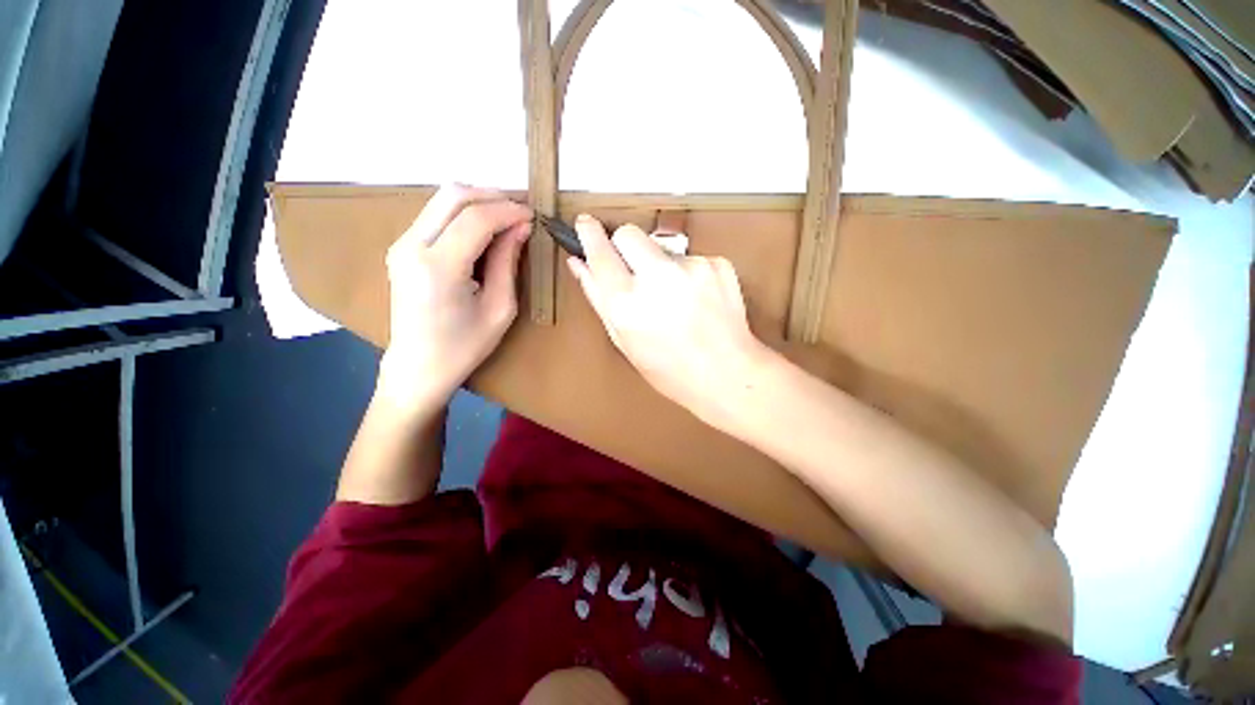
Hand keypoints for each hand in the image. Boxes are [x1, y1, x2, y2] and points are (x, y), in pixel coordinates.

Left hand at [377, 185, 531, 415]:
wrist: (419, 366)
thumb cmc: (465, 346)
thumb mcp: (500, 308)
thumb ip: (508, 262)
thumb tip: (521, 226)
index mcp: (439, 268)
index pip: (476, 219)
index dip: (509, 210)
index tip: (533, 215)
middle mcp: (412, 246)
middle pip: (453, 195)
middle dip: (493, 196)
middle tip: (522, 211)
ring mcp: (401, 244)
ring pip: (442, 199)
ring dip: (479, 202)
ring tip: (507, 218)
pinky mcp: (402, 247)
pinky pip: (436, 214)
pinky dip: (464, 214)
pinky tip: (485, 230)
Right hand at [567, 214, 772, 426]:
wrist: (727, 374)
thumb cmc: (670, 369)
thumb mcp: (624, 340)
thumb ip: (598, 298)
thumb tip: (579, 264)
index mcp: (626, 303)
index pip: (599, 251)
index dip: (589, 235)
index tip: (585, 224)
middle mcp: (656, 278)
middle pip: (629, 233)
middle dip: (625, 245)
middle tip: (633, 270)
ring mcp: (690, 267)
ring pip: (662, 248)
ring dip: (660, 265)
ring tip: (674, 299)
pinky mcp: (716, 264)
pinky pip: (690, 258)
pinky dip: (687, 274)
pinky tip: (695, 300)